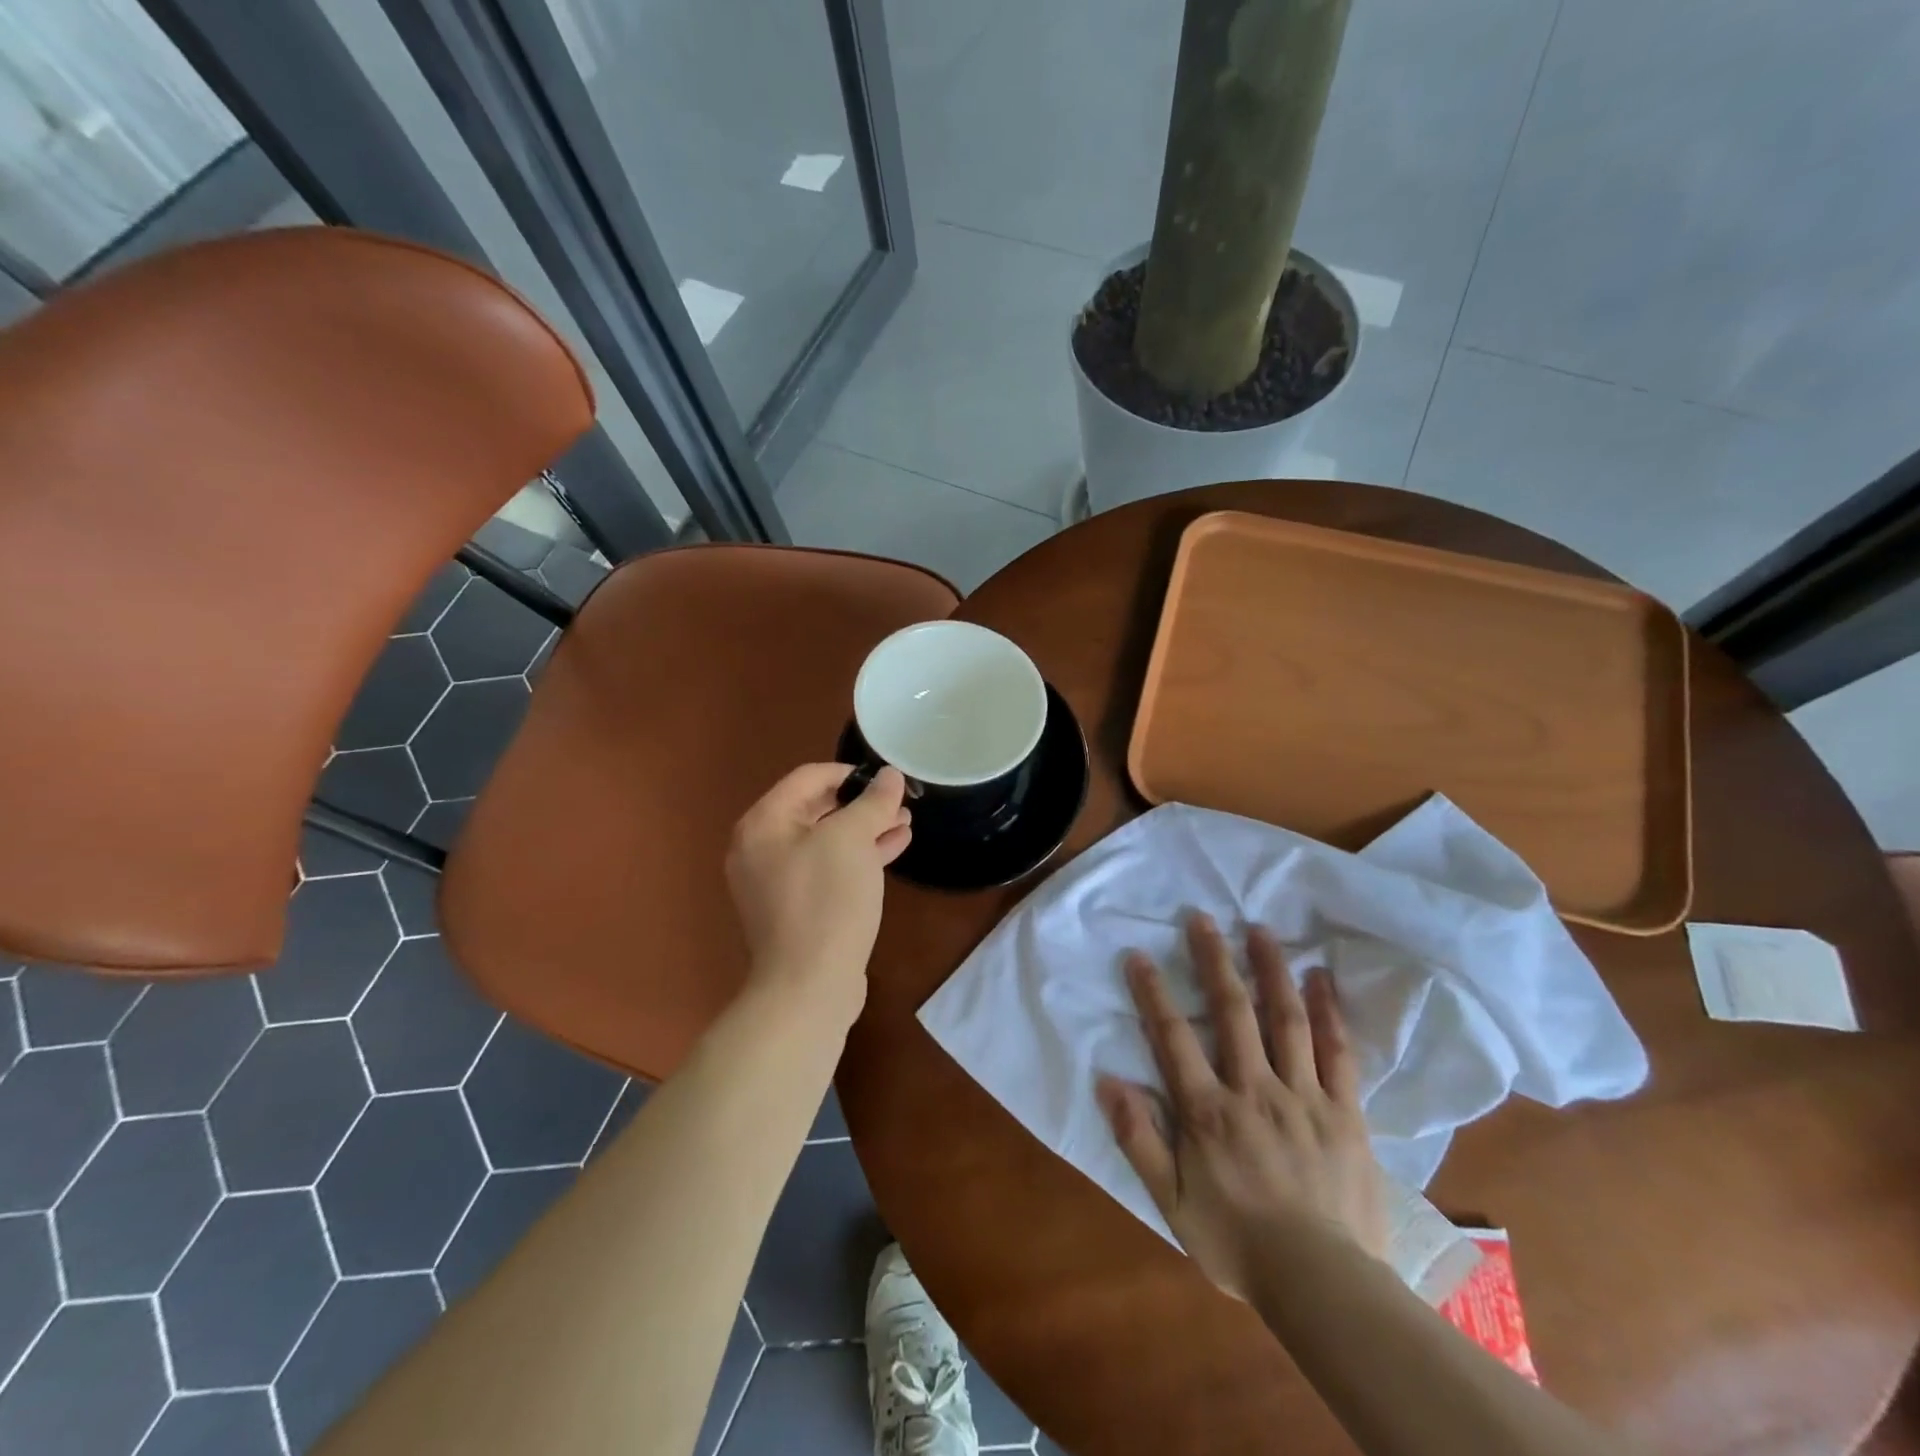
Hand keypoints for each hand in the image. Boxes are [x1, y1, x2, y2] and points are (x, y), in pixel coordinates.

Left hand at [725, 763, 911, 1017]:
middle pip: (816, 808)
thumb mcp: (852, 840)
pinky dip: (858, 856)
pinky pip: (828, 868)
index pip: (809, 777)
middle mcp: (762, 847)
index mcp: (763, 823)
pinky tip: (893, 848)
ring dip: (866, 829)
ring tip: (906, 823)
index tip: (888, 779)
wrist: (809, 987)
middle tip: (902, 803)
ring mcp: (777, 881)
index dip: (851, 772)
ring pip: (826, 840)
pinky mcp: (796, 907)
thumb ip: (872, 802)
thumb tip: (889, 775)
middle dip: (862, 803)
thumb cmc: (826, 901)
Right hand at [1098, 914, 1387, 1298]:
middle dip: (1214, 960)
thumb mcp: (1171, 1201)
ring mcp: (1304, 1096)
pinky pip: (1338, 1053)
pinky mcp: (1345, 1112)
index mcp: (1208, 1110)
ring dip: (1271, 970)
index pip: (1173, 1037)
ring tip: (1260, 929)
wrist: (1325, 1286)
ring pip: (1286, 1020)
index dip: (1153, 993)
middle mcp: (1254, 1089)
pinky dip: (1328, 1012)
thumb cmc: (1237, 1242)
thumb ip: (1138, 1139)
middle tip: (1203, 918)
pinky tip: (1321, 979)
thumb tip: (1107, 1081)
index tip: (1140, 955)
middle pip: (1232, 1012)